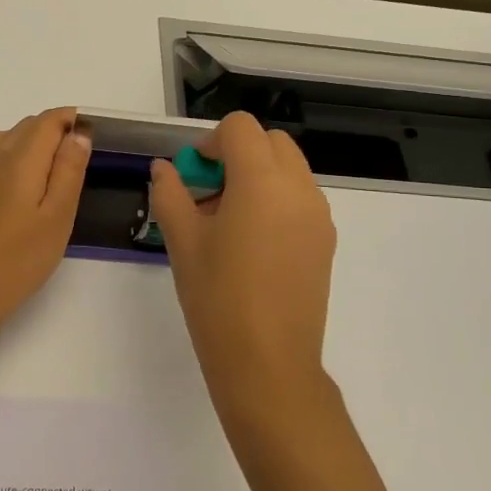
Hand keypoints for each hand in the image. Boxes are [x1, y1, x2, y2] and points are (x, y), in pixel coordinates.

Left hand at [0, 108, 90, 331]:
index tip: (90, 133)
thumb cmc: (21, 258)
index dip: (70, 119)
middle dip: (50, 131)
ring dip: (19, 143)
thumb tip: (78, 132)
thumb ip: (69, 169)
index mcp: (20, 159)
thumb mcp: (59, 216)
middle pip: (22, 127)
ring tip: (37, 168)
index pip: (47, 121)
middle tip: (73, 159)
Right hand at [149, 112, 336, 421]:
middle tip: (210, 194)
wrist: (268, 363)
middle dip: (238, 153)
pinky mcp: (327, 240)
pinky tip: (254, 244)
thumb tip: (164, 169)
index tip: (194, 176)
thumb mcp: (182, 242)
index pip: (241, 127)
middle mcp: (299, 188)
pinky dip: (277, 199)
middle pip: (271, 141)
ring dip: (259, 174)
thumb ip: (170, 193)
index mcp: (262, 181)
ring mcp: (319, 215)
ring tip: (230, 222)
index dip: (211, 142)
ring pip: (290, 168)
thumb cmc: (217, 298)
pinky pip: (301, 198)